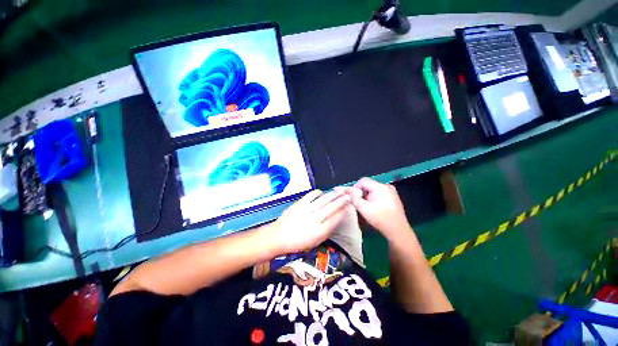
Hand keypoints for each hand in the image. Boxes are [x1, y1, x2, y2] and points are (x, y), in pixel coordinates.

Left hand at [271, 189, 350, 253]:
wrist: (279, 236)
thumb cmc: (298, 242)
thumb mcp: (315, 241)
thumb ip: (327, 230)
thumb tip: (336, 218)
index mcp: (320, 232)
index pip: (336, 219)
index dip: (343, 211)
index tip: (348, 207)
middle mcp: (315, 219)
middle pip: (332, 207)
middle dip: (342, 201)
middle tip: (349, 196)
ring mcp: (307, 209)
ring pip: (324, 199)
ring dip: (333, 195)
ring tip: (339, 192)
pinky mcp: (300, 203)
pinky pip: (312, 195)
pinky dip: (319, 193)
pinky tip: (322, 194)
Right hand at [348, 177, 411, 240]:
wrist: (398, 231)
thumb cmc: (380, 219)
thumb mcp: (363, 208)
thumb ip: (354, 197)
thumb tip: (349, 190)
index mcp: (380, 187)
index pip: (363, 181)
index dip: (355, 187)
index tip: (353, 197)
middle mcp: (387, 186)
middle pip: (368, 185)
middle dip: (362, 193)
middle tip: (359, 203)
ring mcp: (391, 192)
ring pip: (373, 189)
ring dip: (367, 196)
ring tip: (367, 207)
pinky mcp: (393, 197)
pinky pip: (380, 193)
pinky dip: (374, 198)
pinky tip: (374, 208)